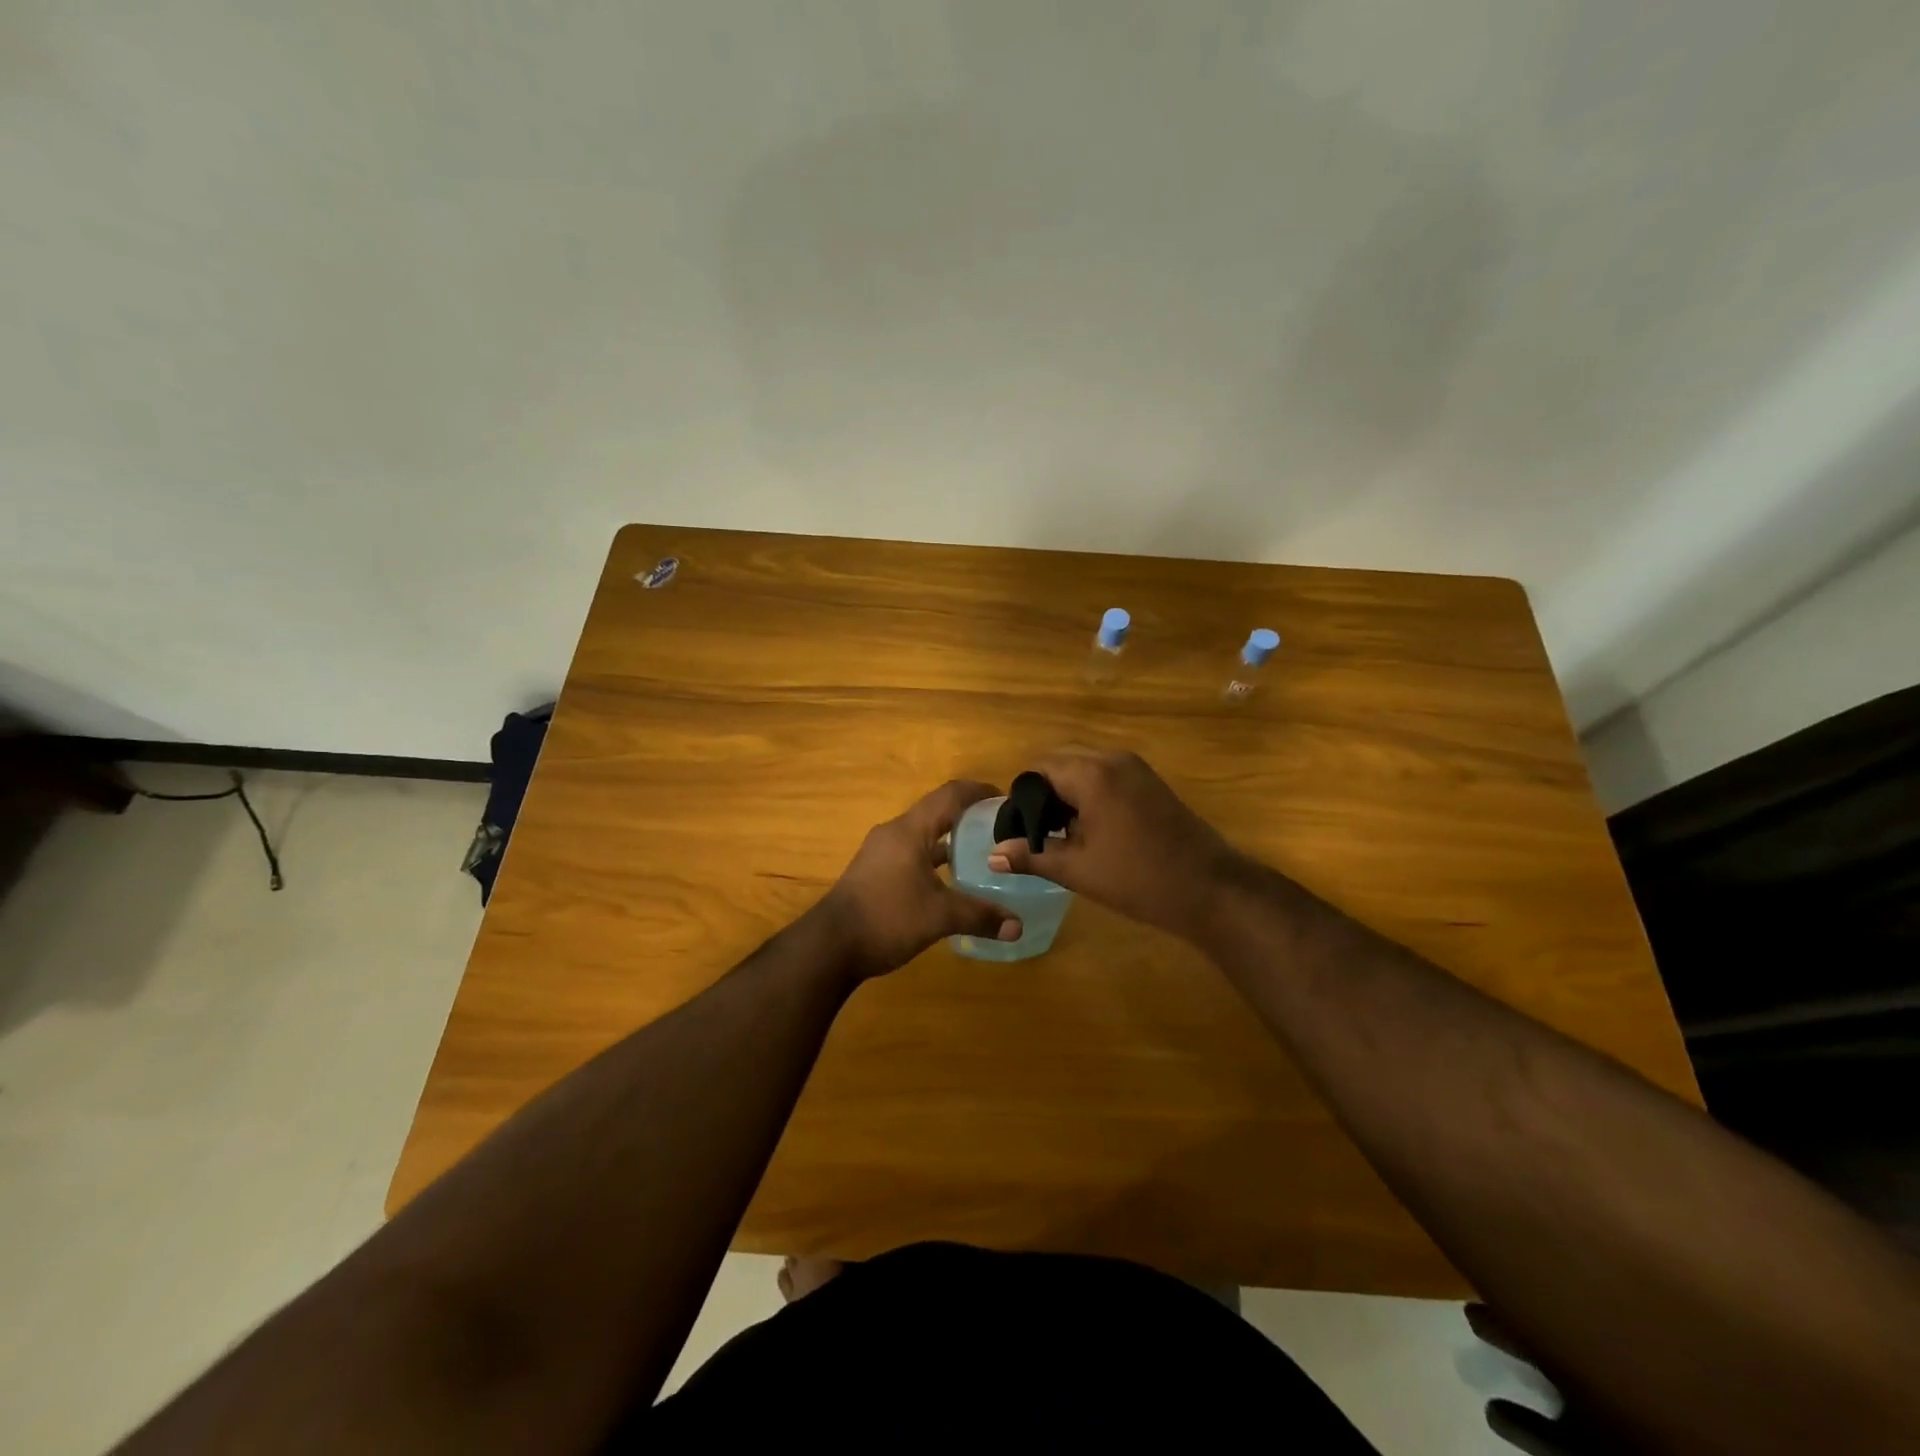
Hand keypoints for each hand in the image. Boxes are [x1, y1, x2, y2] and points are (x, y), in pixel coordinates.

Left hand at [820, 779, 1021, 979]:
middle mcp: (894, 833)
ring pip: (924, 835)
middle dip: (970, 817)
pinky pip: (913, 853)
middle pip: (938, 812)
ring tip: (984, 854)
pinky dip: (935, 859)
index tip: (1008, 801)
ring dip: (952, 840)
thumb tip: (1018, 926)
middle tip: (1002, 830)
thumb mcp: (939, 917)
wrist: (830, 946)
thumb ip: (980, 916)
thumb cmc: (887, 918)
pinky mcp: (875, 872)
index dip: (980, 792)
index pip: (950, 795)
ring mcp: (882, 852)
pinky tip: (953, 880)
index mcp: (910, 830)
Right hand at [988, 748, 1241, 940]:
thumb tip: (993, 856)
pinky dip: (1091, 795)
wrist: (1211, 889)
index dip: (1022, 798)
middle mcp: (1112, 759)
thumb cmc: (1139, 879)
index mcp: (1091, 773)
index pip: (1038, 769)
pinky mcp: (1151, 782)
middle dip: (1044, 794)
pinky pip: (1107, 777)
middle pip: (1061, 763)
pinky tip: (1091, 832)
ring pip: (1085, 769)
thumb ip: (1032, 856)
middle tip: (1039, 835)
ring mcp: (1136, 768)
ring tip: (1063, 837)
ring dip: (1068, 795)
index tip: (1019, 831)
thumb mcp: (1078, 870)